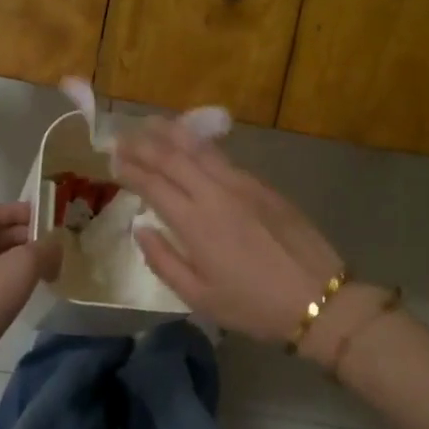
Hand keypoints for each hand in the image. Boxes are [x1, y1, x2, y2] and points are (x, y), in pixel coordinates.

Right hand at [111, 120, 343, 344]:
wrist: (317, 298)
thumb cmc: (253, 305)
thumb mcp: (199, 297)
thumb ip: (164, 261)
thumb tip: (141, 229)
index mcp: (195, 223)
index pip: (153, 184)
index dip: (130, 169)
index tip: (111, 160)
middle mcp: (215, 194)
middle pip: (173, 158)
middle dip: (144, 144)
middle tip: (121, 135)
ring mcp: (242, 185)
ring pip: (200, 149)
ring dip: (172, 133)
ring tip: (150, 123)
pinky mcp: (263, 186)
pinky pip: (223, 157)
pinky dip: (200, 144)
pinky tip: (192, 141)